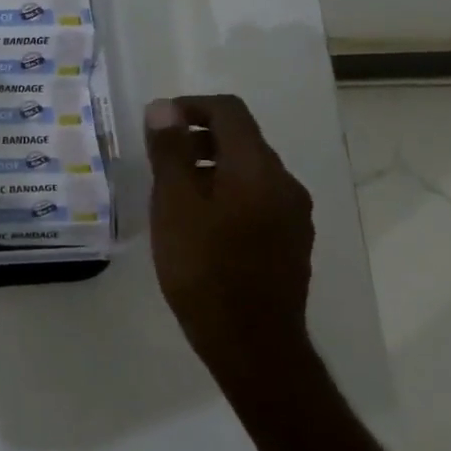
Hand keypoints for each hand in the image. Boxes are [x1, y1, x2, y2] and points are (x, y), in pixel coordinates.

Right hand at [144, 94, 314, 384]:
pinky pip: (257, 199)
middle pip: (242, 139)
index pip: (229, 111)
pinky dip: (227, 194)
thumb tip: (164, 107)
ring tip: (174, 195)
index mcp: (257, 168)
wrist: (252, 344)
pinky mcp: (292, 242)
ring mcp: (293, 215)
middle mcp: (284, 183)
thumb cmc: (203, 268)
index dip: (190, 106)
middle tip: (159, 161)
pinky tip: (201, 225)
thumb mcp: (174, 204)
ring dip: (211, 167)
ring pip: (249, 171)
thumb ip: (170, 151)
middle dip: (198, 138)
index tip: (157, 125)